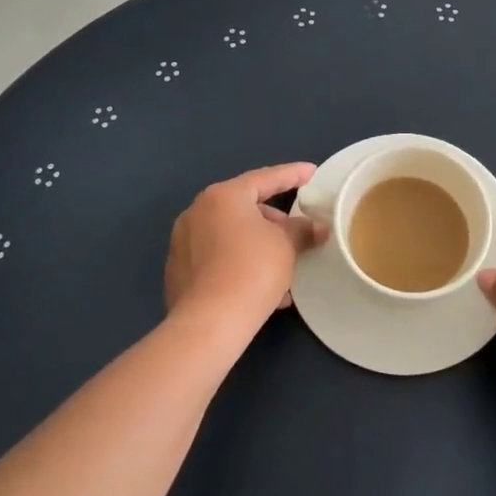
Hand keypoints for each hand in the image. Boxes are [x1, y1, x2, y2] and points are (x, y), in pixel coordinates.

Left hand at [164, 163, 327, 337]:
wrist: (210, 323)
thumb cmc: (253, 270)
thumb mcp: (286, 245)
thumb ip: (302, 230)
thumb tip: (317, 227)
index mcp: (223, 196)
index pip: (265, 178)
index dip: (292, 175)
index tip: (311, 172)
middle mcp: (198, 211)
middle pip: (245, 207)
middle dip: (274, 220)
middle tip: (297, 232)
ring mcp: (183, 241)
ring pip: (231, 235)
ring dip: (258, 245)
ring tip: (282, 266)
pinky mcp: (179, 270)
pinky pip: (218, 257)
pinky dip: (239, 262)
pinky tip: (260, 286)